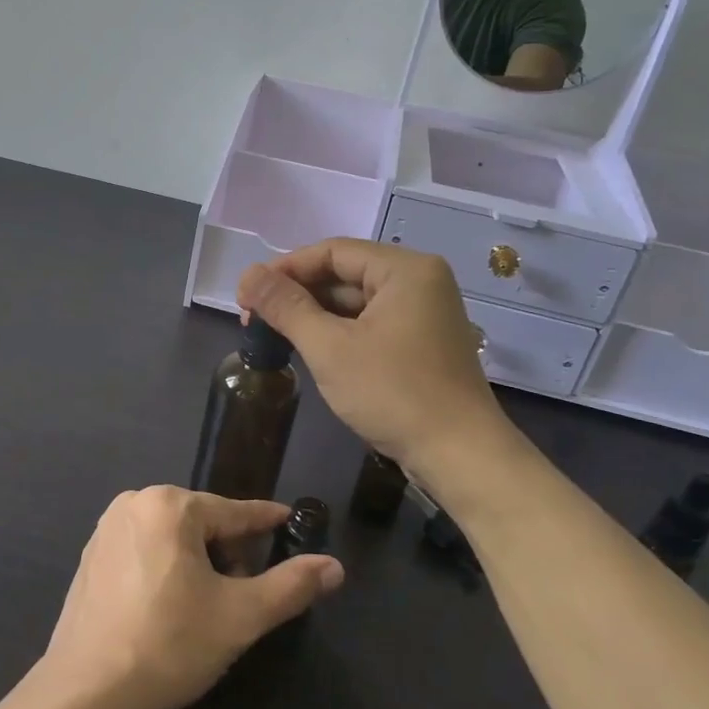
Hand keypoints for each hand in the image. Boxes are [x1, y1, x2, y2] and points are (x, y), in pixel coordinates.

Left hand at [43, 486, 344, 708]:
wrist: (87, 691)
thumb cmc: (169, 644)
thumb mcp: (240, 616)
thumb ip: (290, 586)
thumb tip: (335, 566)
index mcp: (170, 505)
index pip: (233, 512)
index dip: (265, 520)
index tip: (289, 520)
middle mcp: (134, 503)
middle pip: (201, 522)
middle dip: (228, 552)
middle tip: (240, 595)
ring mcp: (106, 528)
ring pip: (172, 536)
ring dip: (197, 561)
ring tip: (204, 607)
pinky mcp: (90, 556)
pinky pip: (143, 549)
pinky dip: (165, 567)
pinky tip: (167, 607)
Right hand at [238, 239, 508, 474]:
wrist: (460, 456)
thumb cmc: (394, 394)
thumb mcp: (330, 348)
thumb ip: (286, 307)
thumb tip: (247, 274)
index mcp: (404, 270)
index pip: (332, 251)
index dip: (285, 268)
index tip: (247, 295)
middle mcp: (419, 282)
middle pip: (344, 273)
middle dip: (297, 294)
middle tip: (254, 319)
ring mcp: (423, 313)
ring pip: (355, 302)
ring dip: (314, 315)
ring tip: (274, 336)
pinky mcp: (421, 342)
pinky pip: (370, 324)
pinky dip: (338, 333)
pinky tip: (309, 349)